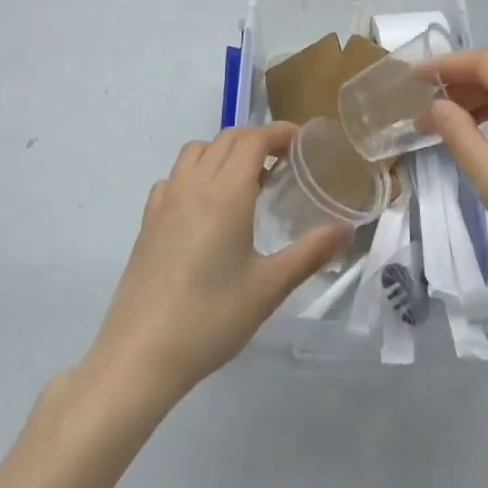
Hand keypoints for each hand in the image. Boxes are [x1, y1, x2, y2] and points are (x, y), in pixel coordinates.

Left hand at [84, 123, 350, 407]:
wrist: (140, 354)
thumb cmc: (211, 318)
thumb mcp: (269, 287)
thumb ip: (310, 252)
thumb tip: (346, 230)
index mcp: (226, 192)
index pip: (254, 139)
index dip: (280, 132)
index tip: (302, 142)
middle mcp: (194, 184)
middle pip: (227, 139)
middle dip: (257, 139)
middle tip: (283, 161)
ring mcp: (165, 200)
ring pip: (197, 151)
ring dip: (224, 151)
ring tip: (245, 180)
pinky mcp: (147, 220)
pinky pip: (175, 176)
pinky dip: (196, 172)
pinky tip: (205, 206)